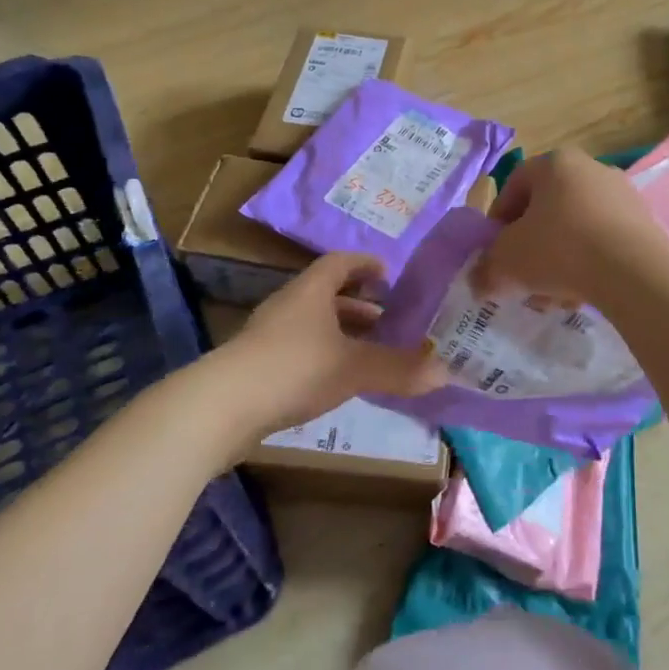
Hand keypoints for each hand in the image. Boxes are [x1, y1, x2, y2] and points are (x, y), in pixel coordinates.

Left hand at [232, 252, 446, 436]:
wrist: (222, 407)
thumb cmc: (294, 368)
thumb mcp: (353, 367)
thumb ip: (398, 369)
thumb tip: (446, 372)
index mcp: (311, 291)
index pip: (340, 263)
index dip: (366, 265)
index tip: (390, 275)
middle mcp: (290, 305)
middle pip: (328, 294)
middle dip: (361, 305)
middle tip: (392, 320)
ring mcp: (270, 335)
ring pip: (314, 324)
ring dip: (343, 333)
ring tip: (372, 352)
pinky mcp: (259, 365)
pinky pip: (302, 349)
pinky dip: (326, 356)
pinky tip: (341, 381)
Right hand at [472, 151, 668, 307]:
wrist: (634, 272)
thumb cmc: (560, 249)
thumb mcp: (508, 261)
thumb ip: (486, 269)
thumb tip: (478, 282)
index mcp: (555, 163)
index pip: (514, 185)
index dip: (498, 220)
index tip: (495, 251)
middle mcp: (591, 168)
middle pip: (547, 209)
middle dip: (530, 247)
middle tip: (522, 277)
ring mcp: (622, 195)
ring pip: (576, 229)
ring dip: (558, 261)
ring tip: (552, 296)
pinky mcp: (644, 223)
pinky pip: (604, 241)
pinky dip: (588, 264)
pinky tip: (581, 295)